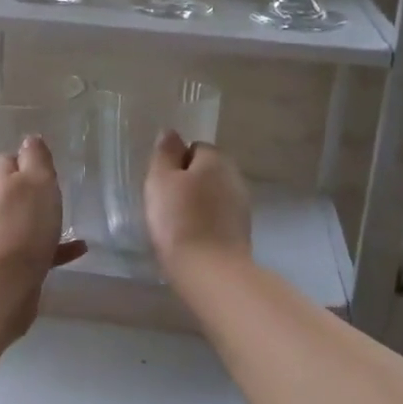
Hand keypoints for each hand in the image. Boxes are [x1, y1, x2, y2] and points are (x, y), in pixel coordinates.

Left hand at [0, 136, 88, 285]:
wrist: (5, 282)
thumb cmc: (25, 222)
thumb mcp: (37, 180)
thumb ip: (36, 158)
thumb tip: (30, 139)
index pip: (10, 160)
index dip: (30, 160)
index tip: (51, 165)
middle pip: (16, 190)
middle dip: (36, 190)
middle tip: (62, 190)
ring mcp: (0, 234)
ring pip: (25, 219)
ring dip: (45, 218)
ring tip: (72, 218)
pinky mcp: (11, 261)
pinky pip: (37, 247)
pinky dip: (56, 246)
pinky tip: (79, 249)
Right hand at [144, 130, 251, 275]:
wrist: (210, 271)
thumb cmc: (179, 220)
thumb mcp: (160, 180)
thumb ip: (165, 153)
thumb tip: (171, 132)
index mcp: (216, 159)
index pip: (194, 148)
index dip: (175, 164)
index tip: (162, 184)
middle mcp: (235, 177)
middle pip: (205, 172)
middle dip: (188, 183)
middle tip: (165, 203)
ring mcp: (242, 206)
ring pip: (213, 196)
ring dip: (198, 204)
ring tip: (177, 224)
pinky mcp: (242, 232)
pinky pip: (218, 218)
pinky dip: (206, 223)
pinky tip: (192, 238)